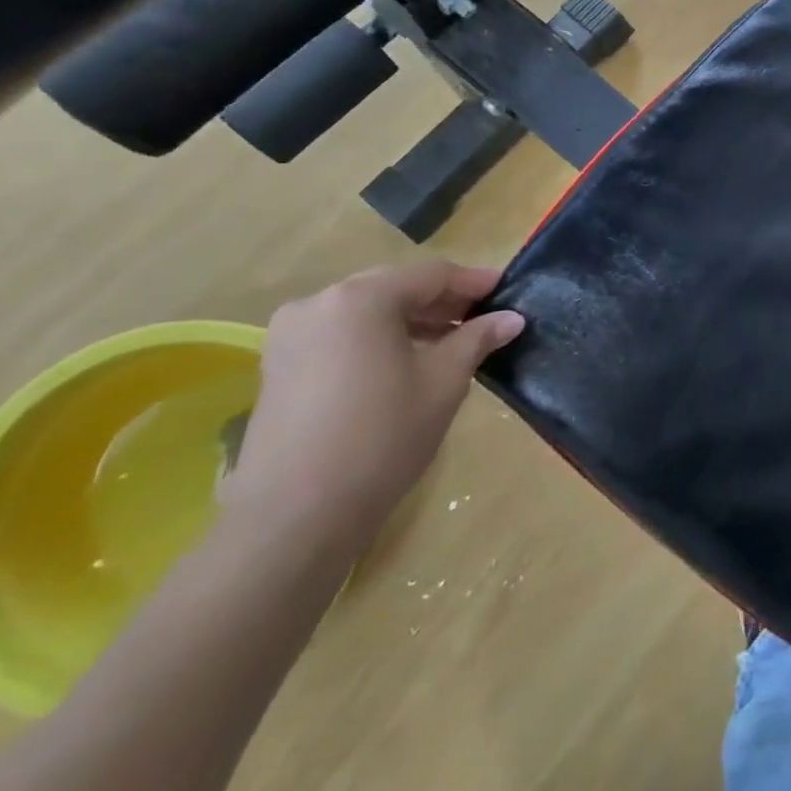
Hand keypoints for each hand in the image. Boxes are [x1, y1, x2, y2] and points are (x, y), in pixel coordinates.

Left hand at [222, 260, 524, 553]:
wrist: (296, 516)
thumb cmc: (383, 436)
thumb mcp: (444, 382)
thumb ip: (477, 339)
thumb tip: (511, 318)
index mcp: (361, 298)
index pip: (431, 274)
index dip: (474, 282)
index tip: (507, 293)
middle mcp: (319, 304)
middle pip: (394, 287)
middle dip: (441, 301)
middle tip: (482, 319)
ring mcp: (290, 336)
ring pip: (366, 311)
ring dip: (410, 321)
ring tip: (449, 343)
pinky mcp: (278, 368)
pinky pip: (341, 335)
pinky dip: (378, 339)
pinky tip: (405, 363)